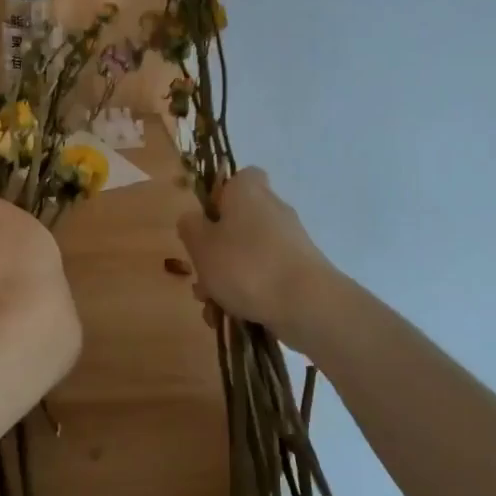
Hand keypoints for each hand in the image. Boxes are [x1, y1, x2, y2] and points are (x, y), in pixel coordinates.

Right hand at [177, 168, 334, 337]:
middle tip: (201, 276)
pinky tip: (233, 317)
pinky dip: (248, 293)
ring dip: (226, 279)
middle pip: (237, 223)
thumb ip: (190, 227)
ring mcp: (289, 241)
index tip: (204, 223)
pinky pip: (265, 276)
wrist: (305, 303)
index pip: (236, 178)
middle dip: (215, 252)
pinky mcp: (299, 270)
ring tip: (212, 307)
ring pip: (247, 254)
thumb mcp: (202, 245)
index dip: (217, 198)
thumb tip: (194, 219)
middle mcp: (272, 208)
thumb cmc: (245, 265)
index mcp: (248, 191)